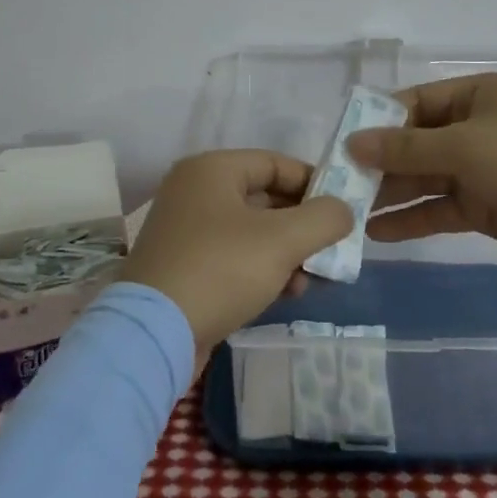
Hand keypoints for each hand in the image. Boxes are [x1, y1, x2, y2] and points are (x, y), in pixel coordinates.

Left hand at [120, 150, 350, 365]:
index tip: (343, 210)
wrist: (154, 334)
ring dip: (287, 252)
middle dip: (302, 225)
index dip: (314, 183)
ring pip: (253, 232)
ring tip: (313, 279)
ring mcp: (187, 231)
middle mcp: (195, 191)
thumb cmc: (220, 269)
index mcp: (211, 170)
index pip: (275, 163)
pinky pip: (235, 257)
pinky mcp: (185, 267)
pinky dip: (263, 269)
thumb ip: (323, 218)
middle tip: (332, 248)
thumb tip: (343, 210)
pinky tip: (288, 293)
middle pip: (265, 198)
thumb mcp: (282, 240)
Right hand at [348, 72, 496, 276]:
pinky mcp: (488, 206)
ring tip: (348, 212)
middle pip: (416, 143)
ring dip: (391, 193)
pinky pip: (441, 208)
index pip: (413, 103)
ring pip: (425, 178)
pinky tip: (378, 233)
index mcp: (475, 96)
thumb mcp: (466, 147)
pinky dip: (413, 219)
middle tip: (337, 185)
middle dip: (379, 163)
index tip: (339, 145)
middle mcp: (475, 128)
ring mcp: (482, 169)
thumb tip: (352, 142)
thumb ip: (407, 148)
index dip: (377, 122)